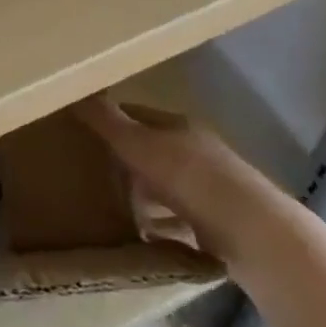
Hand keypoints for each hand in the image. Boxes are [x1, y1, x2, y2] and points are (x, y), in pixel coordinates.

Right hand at [71, 94, 260, 265]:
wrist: (251, 233)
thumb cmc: (189, 178)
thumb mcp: (139, 144)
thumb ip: (107, 121)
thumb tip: (74, 91)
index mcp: (179, 126)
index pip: (137, 114)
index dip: (108, 120)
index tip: (78, 133)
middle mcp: (196, 150)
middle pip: (150, 150)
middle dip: (121, 160)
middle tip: (85, 174)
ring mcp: (209, 187)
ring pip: (163, 186)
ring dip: (139, 195)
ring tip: (106, 208)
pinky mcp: (216, 222)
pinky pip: (176, 219)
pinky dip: (158, 224)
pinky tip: (139, 235)